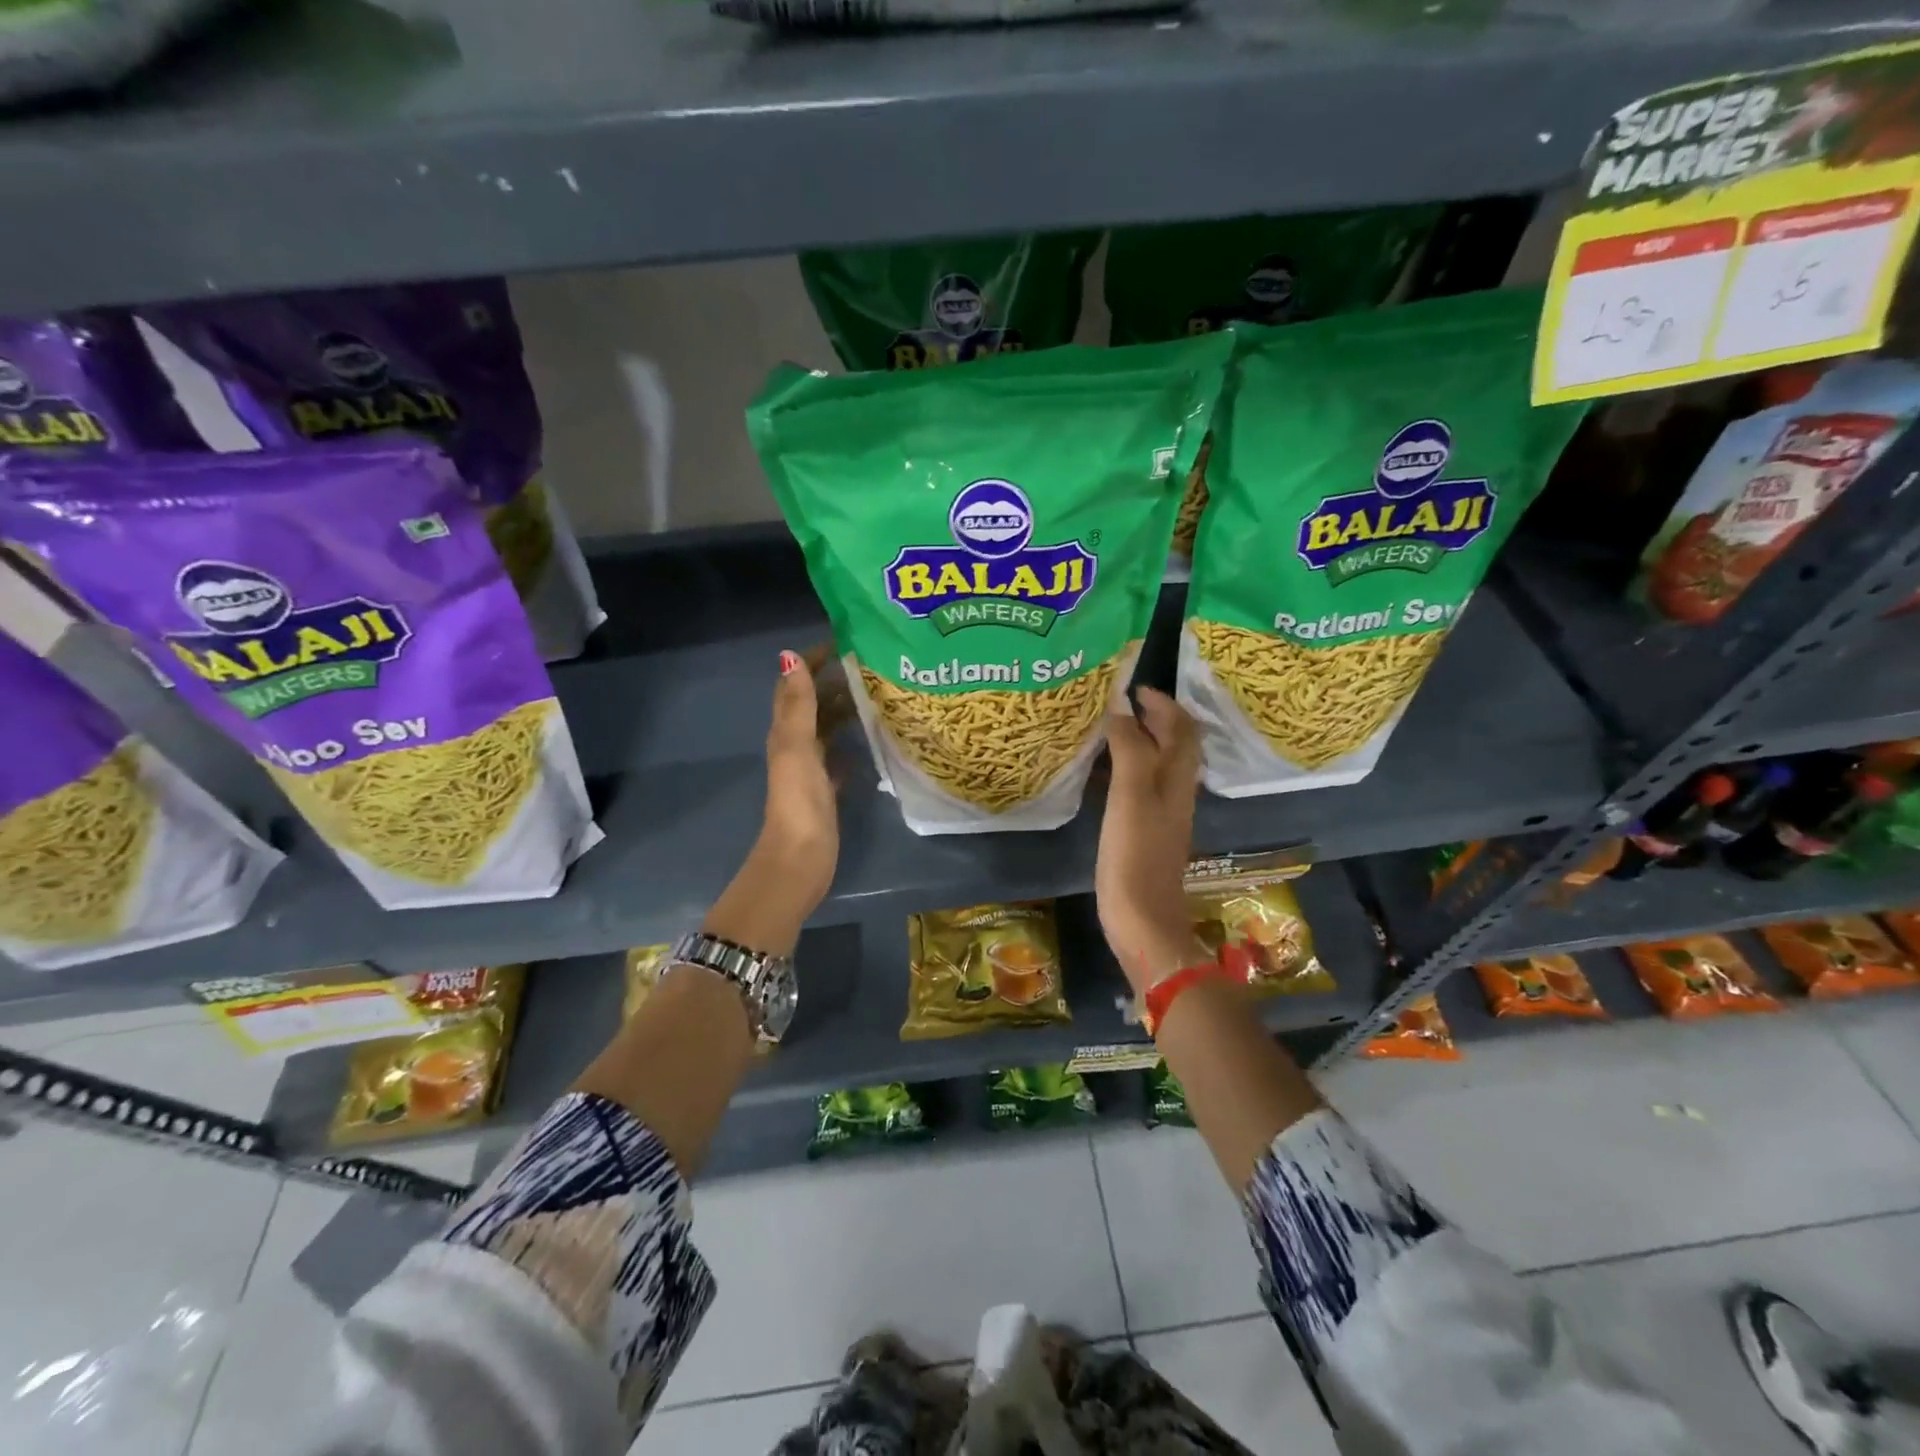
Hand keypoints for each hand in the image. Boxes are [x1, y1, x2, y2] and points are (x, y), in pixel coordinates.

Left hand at [702, 647, 844, 957]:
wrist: (800, 859)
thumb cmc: (799, 801)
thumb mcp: (796, 747)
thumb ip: (797, 704)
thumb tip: (790, 655)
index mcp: (786, 732)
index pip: (797, 686)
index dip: (814, 661)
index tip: (845, 640)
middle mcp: (796, 746)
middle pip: (815, 705)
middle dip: (837, 682)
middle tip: (873, 663)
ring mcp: (811, 770)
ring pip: (828, 730)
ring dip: (846, 710)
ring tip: (879, 692)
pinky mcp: (826, 791)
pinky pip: (839, 758)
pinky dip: (852, 744)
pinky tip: (873, 738)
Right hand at [1096, 687, 1207, 993]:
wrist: (1143, 919)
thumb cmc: (1135, 856)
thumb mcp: (1131, 796)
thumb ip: (1129, 748)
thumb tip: (1120, 707)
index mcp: (1177, 778)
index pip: (1182, 728)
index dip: (1163, 703)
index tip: (1131, 687)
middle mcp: (1175, 790)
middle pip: (1172, 743)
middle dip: (1150, 717)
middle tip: (1114, 703)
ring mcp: (1161, 812)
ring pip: (1155, 764)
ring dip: (1136, 740)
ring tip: (1102, 729)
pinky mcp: (1145, 830)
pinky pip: (1138, 785)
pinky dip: (1123, 767)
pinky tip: (1098, 772)